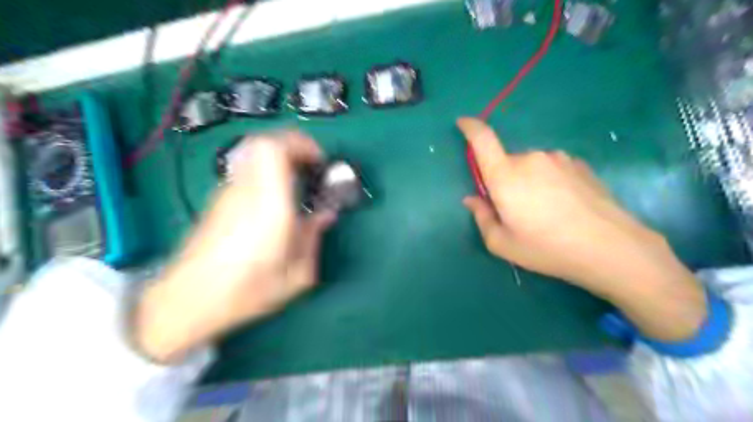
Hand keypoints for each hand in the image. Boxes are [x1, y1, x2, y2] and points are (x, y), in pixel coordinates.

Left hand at [133, 132, 332, 361]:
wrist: (187, 301)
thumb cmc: (246, 291)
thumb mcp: (296, 275)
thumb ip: (314, 238)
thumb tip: (325, 215)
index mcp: (268, 206)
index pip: (273, 149)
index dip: (299, 143)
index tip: (318, 160)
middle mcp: (246, 191)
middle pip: (262, 143)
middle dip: (293, 147)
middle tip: (312, 168)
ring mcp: (228, 194)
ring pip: (254, 156)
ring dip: (280, 162)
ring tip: (297, 186)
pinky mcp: (218, 201)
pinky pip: (247, 173)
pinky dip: (267, 175)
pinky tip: (275, 203)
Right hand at [459, 117, 706, 340]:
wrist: (610, 248)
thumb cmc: (547, 248)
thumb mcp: (502, 243)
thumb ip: (481, 217)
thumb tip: (472, 199)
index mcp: (505, 175)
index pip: (482, 139)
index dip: (470, 127)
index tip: (463, 123)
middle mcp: (530, 158)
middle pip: (506, 162)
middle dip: (504, 180)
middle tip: (516, 210)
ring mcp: (558, 158)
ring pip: (530, 166)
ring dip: (528, 182)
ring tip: (545, 212)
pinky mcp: (579, 164)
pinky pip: (552, 169)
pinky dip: (549, 182)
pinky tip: (564, 206)